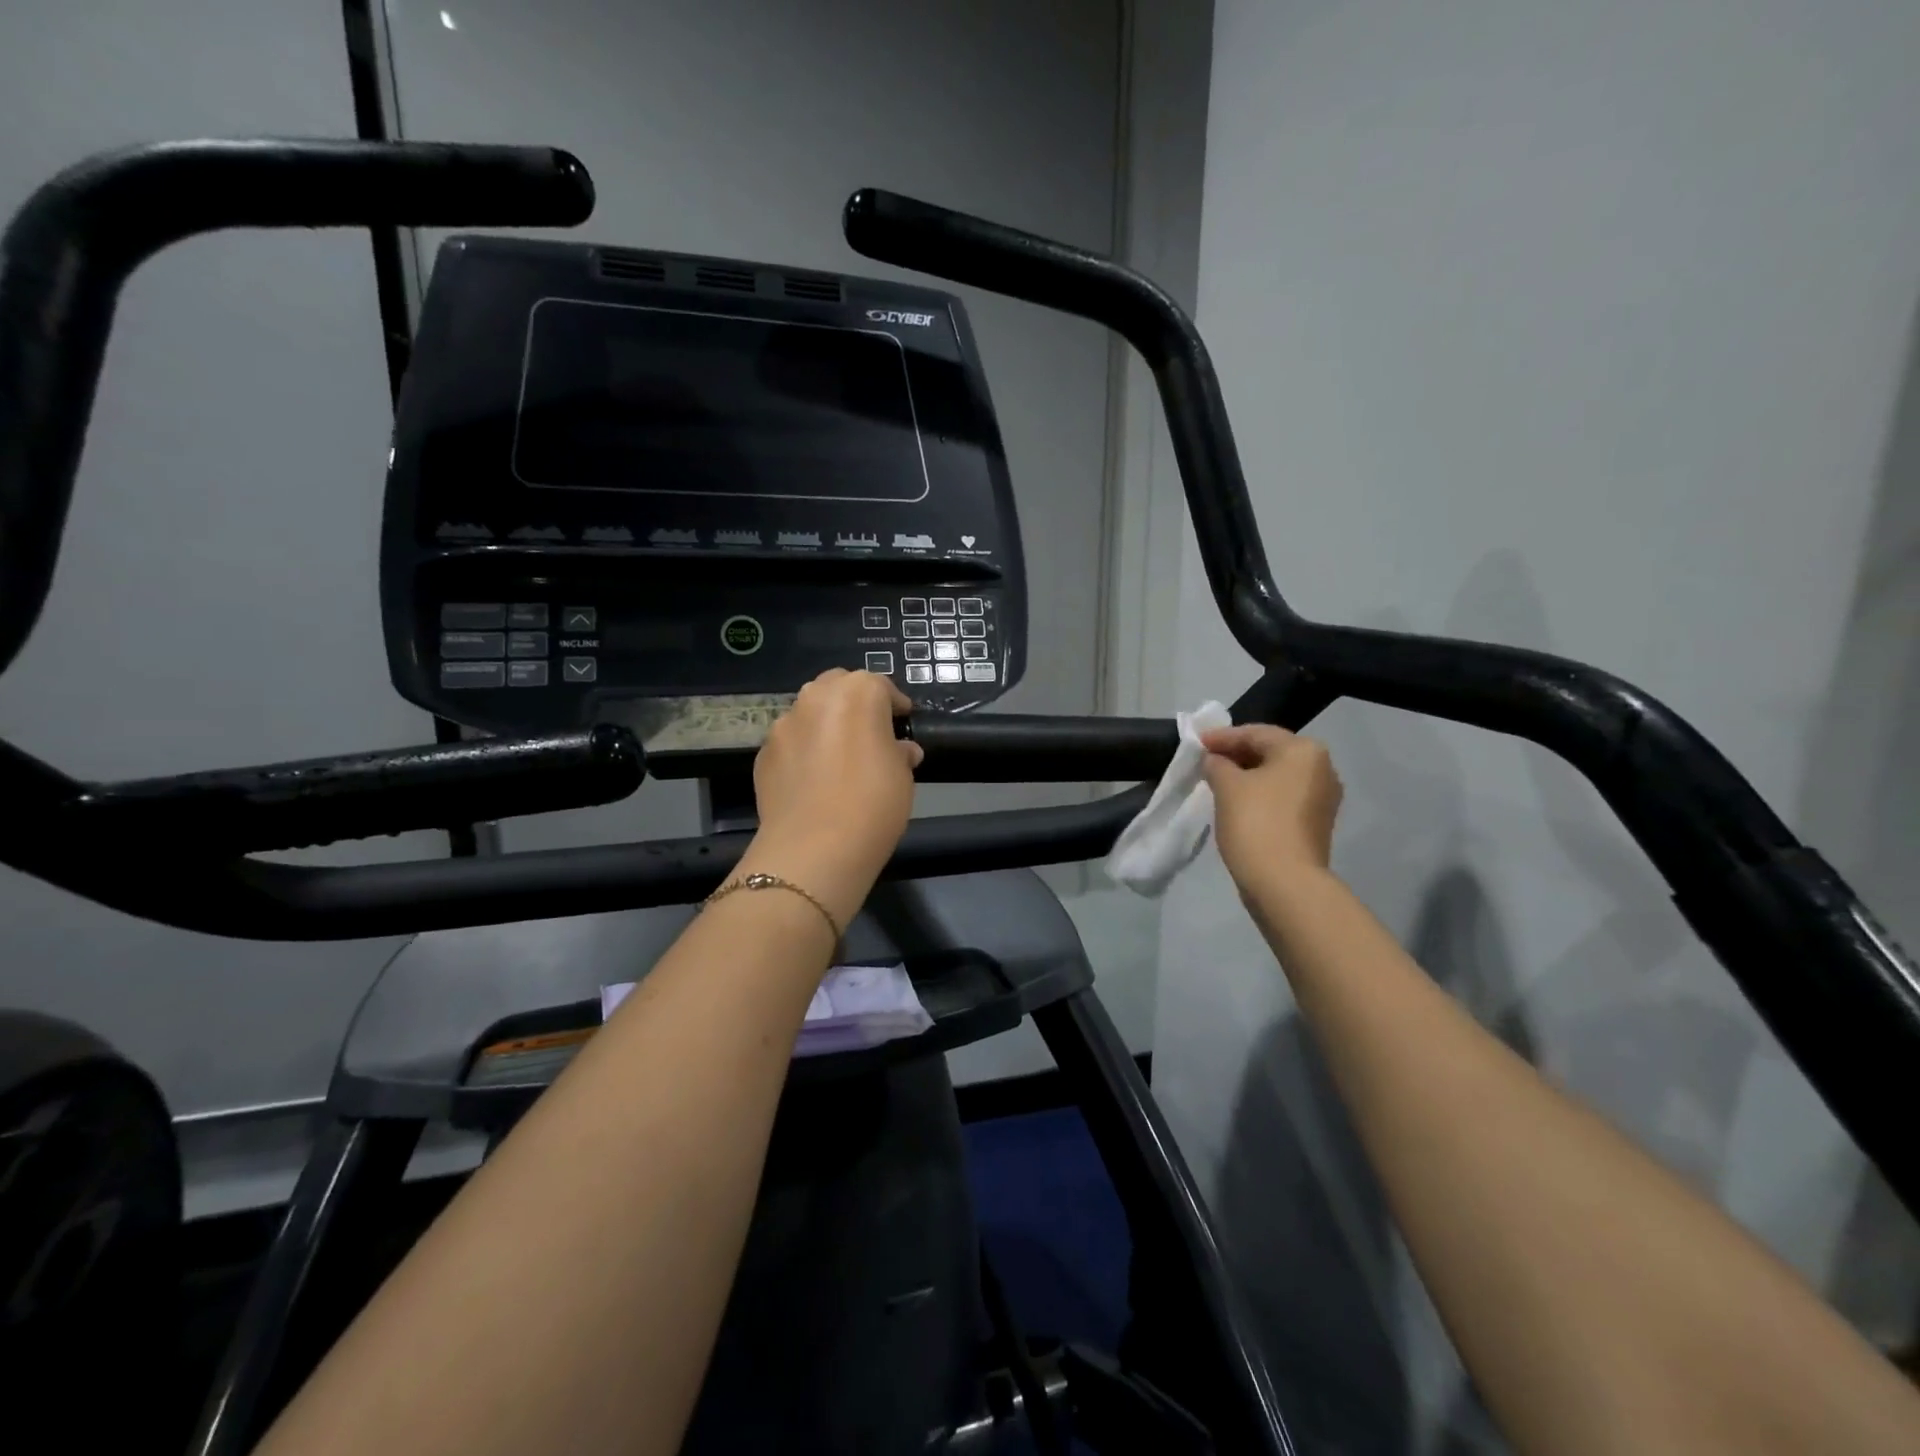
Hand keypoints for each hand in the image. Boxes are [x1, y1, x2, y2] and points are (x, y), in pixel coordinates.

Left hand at [745, 670, 922, 919]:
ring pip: (809, 713)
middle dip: (854, 703)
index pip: (880, 686)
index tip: (903, 721)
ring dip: (825, 725)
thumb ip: (899, 753)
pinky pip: (790, 743)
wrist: (814, 849)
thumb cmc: (872, 804)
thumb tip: (900, 750)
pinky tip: (813, 781)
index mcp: (858, 693)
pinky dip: (803, 752)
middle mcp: (816, 698)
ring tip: (838, 757)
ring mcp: (783, 724)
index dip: (894, 704)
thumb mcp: (903, 777)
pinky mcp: (763, 753)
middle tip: (869, 732)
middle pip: (838, 687)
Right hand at [1201, 724, 1342, 890]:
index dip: (1222, 737)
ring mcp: (1323, 799)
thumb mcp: (1226, 785)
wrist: (1285, 882)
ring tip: (1217, 782)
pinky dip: (1260, 795)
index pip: (1256, 733)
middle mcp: (1322, 769)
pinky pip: (1283, 798)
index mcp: (1304, 751)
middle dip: (1236, 756)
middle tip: (1206, 761)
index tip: (1196, 743)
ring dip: (1248, 777)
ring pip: (1277, 777)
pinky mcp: (1316, 824)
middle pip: (1271, 752)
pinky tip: (1237, 804)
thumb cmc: (1255, 822)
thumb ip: (1217, 764)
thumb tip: (1215, 761)